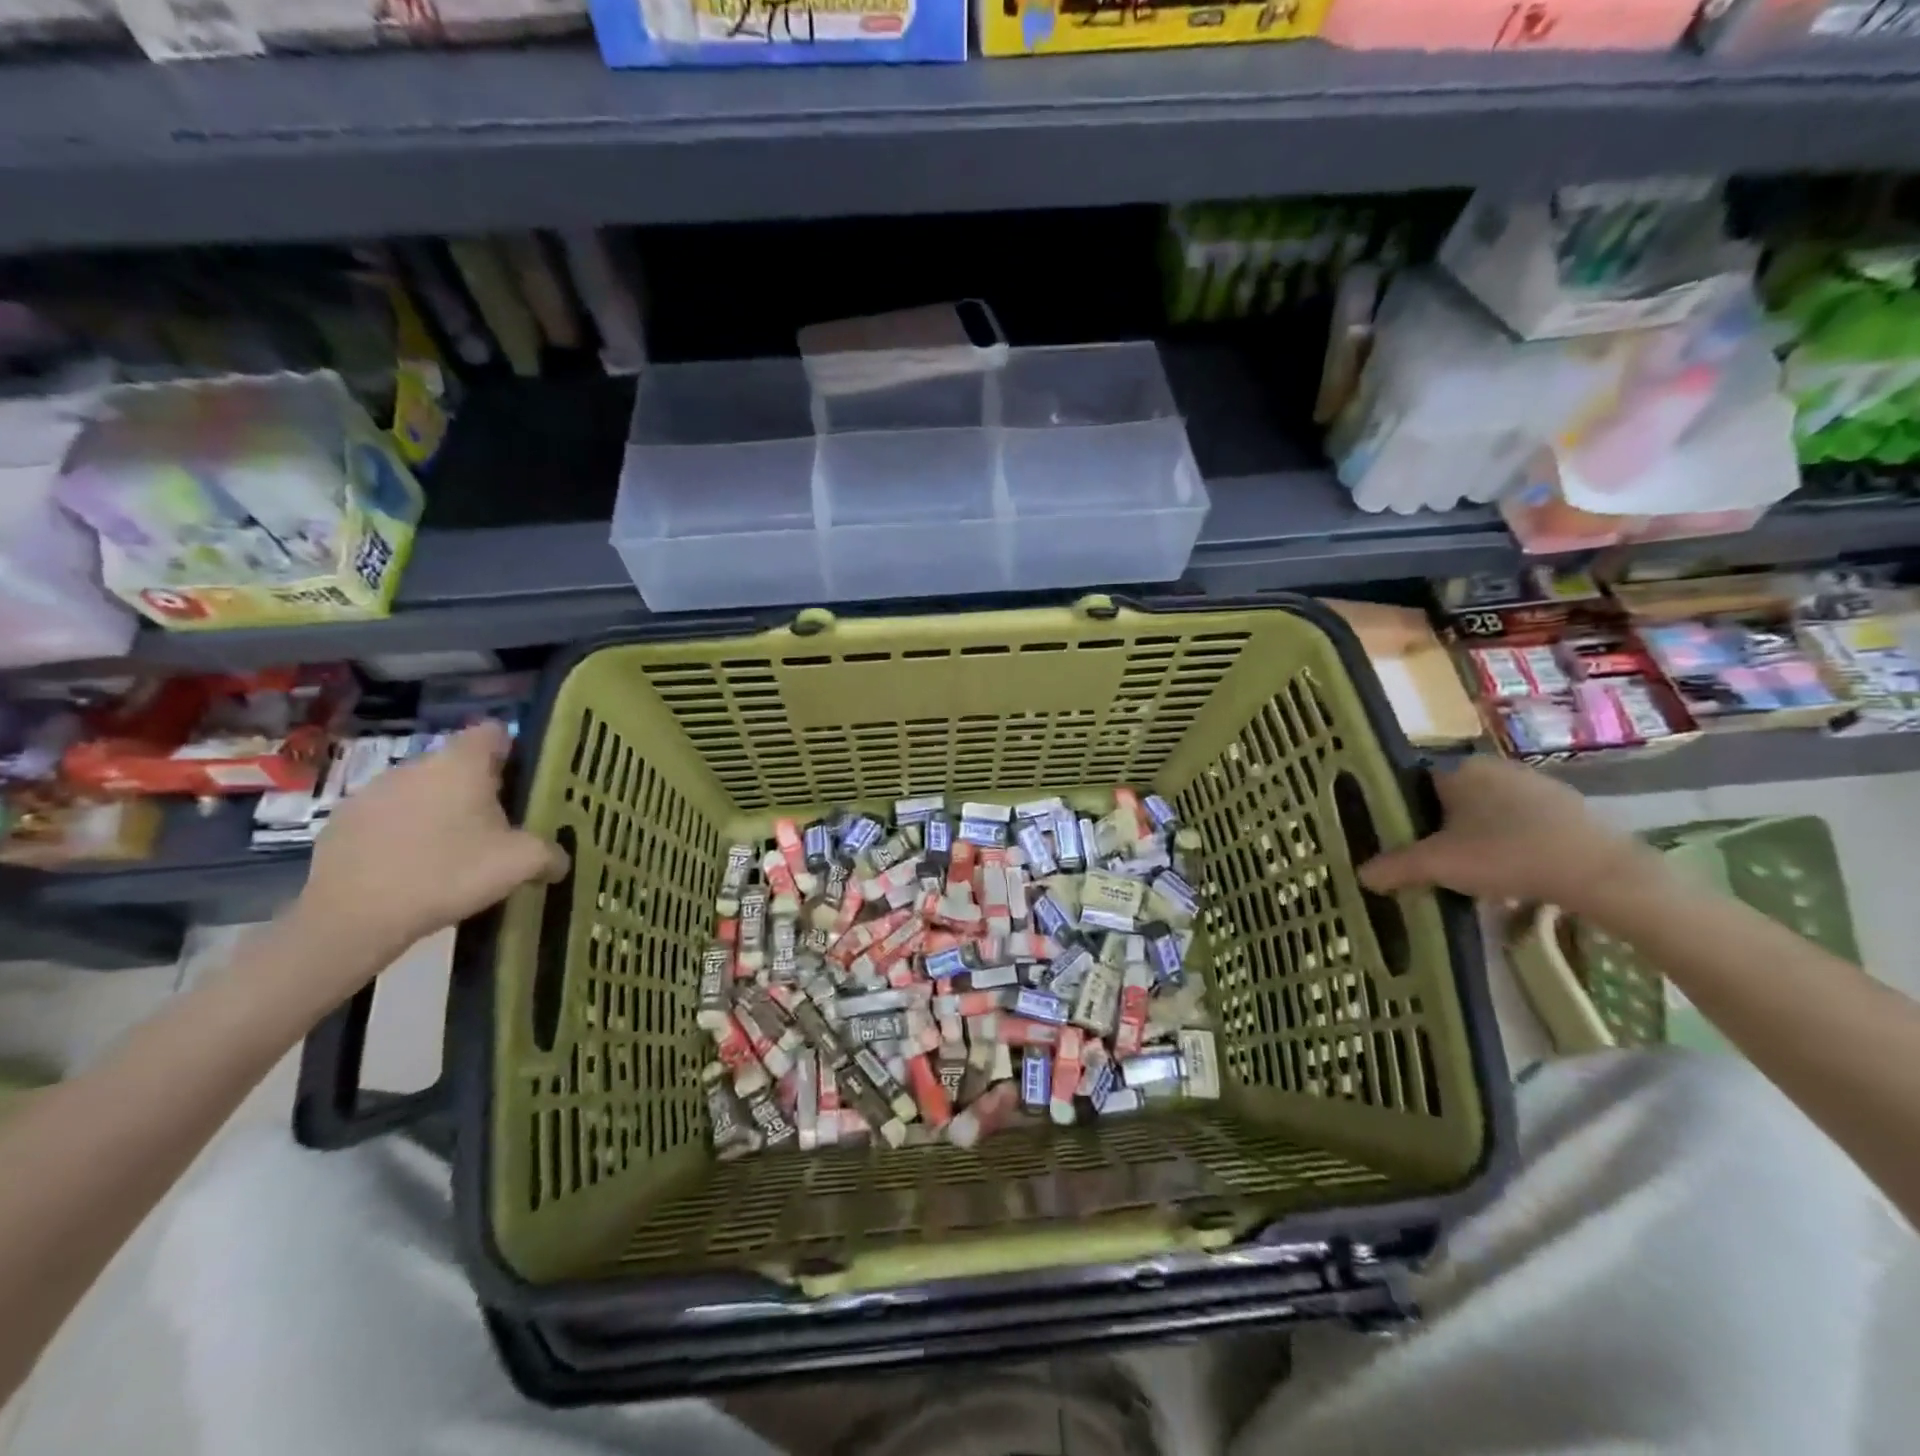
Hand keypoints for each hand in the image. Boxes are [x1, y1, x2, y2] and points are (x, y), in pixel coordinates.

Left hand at [293, 721, 568, 963]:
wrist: (352, 917)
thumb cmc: (448, 873)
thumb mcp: (520, 864)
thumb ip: (550, 854)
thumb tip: (559, 861)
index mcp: (461, 763)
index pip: (493, 732)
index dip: (513, 752)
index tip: (524, 783)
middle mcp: (416, 765)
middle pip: (458, 765)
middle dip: (478, 789)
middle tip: (499, 826)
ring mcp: (373, 791)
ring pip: (421, 791)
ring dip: (439, 811)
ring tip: (454, 852)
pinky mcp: (342, 822)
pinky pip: (388, 817)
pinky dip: (404, 834)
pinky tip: (413, 869)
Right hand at [1358, 755, 1661, 913]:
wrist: (1600, 873)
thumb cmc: (1506, 855)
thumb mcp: (1438, 865)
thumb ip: (1395, 867)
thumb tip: (1361, 874)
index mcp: (1457, 769)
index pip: (1413, 784)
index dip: (1401, 813)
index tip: (1398, 841)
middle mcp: (1492, 766)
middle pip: (1449, 798)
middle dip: (1438, 827)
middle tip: (1431, 861)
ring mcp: (1534, 784)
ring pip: (1485, 810)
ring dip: (1474, 836)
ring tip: (1469, 872)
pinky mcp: (1567, 807)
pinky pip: (1520, 822)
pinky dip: (1508, 842)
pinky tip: (1511, 872)